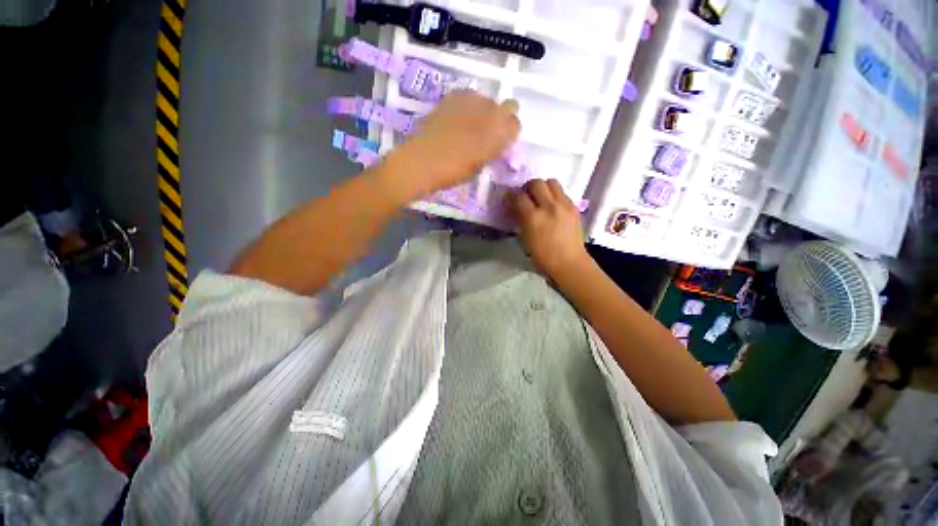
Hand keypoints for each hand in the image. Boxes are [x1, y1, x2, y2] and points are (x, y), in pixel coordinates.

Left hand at [394, 91, 520, 194]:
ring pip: (489, 99)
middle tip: (490, 131)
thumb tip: (493, 145)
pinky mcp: (453, 97)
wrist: (423, 161)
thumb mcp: (479, 167)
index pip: (516, 125)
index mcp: (499, 134)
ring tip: (471, 124)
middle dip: (503, 116)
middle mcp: (491, 112)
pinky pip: (468, 96)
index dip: (510, 133)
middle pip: (510, 105)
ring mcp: (472, 101)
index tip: (502, 142)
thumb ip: (491, 152)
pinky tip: (458, 117)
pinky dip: (468, 105)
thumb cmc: (453, 172)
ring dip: (485, 110)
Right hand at [509, 179, 590, 279]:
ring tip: (540, 197)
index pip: (519, 196)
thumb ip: (520, 219)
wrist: (569, 263)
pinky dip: (554, 194)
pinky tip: (552, 206)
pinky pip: (562, 192)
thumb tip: (516, 208)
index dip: (512, 196)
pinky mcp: (574, 207)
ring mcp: (563, 205)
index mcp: (533, 218)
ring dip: (543, 187)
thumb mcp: (524, 239)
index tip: (510, 199)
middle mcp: (548, 207)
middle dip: (527, 187)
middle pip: (536, 183)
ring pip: (551, 182)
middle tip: (526, 196)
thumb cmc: (542, 257)